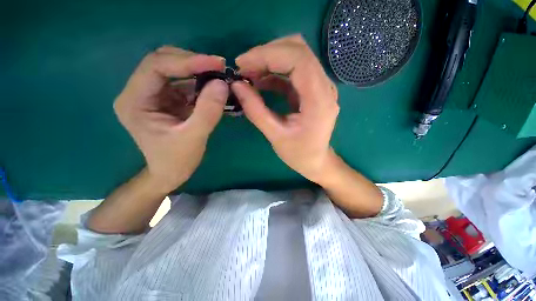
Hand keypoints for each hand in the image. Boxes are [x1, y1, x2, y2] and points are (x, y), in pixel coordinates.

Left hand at [114, 46, 227, 192]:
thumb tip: (222, 84)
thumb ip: (208, 112)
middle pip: (163, 62)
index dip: (187, 61)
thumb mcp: (194, 138)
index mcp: (135, 101)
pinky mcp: (167, 100)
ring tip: (220, 76)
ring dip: (198, 71)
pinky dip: (200, 83)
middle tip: (219, 67)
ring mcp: (153, 95)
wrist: (170, 173)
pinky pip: (184, 83)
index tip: (216, 64)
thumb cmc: (177, 160)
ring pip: (174, 70)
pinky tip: (214, 87)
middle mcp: (139, 92)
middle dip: (193, 62)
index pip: (157, 67)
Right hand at [231, 35, 338, 182]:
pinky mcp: (313, 90)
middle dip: (267, 53)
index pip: (298, 59)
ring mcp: (320, 87)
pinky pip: (294, 71)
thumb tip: (236, 85)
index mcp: (319, 99)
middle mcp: (325, 87)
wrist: (316, 160)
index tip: (242, 63)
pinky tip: (260, 81)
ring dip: (270, 60)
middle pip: (298, 50)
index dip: (267, 54)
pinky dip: (275, 72)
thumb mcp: (275, 135)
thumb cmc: (299, 153)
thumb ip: (255, 110)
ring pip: (296, 56)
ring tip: (249, 73)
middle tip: (244, 67)